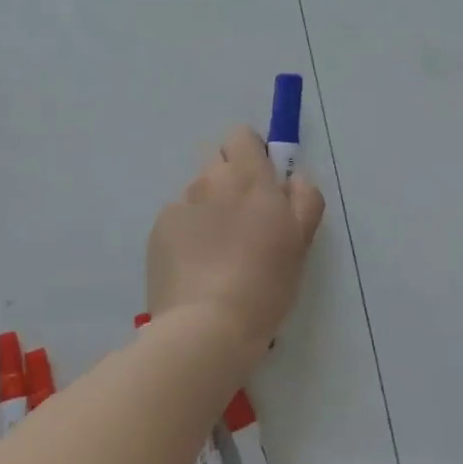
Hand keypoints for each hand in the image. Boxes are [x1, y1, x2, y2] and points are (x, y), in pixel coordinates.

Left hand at [147, 126, 325, 360]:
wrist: (207, 327)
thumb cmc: (265, 283)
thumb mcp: (302, 241)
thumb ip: (305, 199)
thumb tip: (293, 179)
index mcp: (250, 178)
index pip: (242, 136)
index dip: (253, 153)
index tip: (264, 181)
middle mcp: (211, 181)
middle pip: (218, 160)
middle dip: (231, 179)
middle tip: (244, 219)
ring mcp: (180, 205)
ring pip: (198, 192)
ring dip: (210, 208)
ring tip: (219, 251)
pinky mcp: (158, 230)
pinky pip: (178, 219)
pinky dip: (188, 233)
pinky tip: (197, 266)